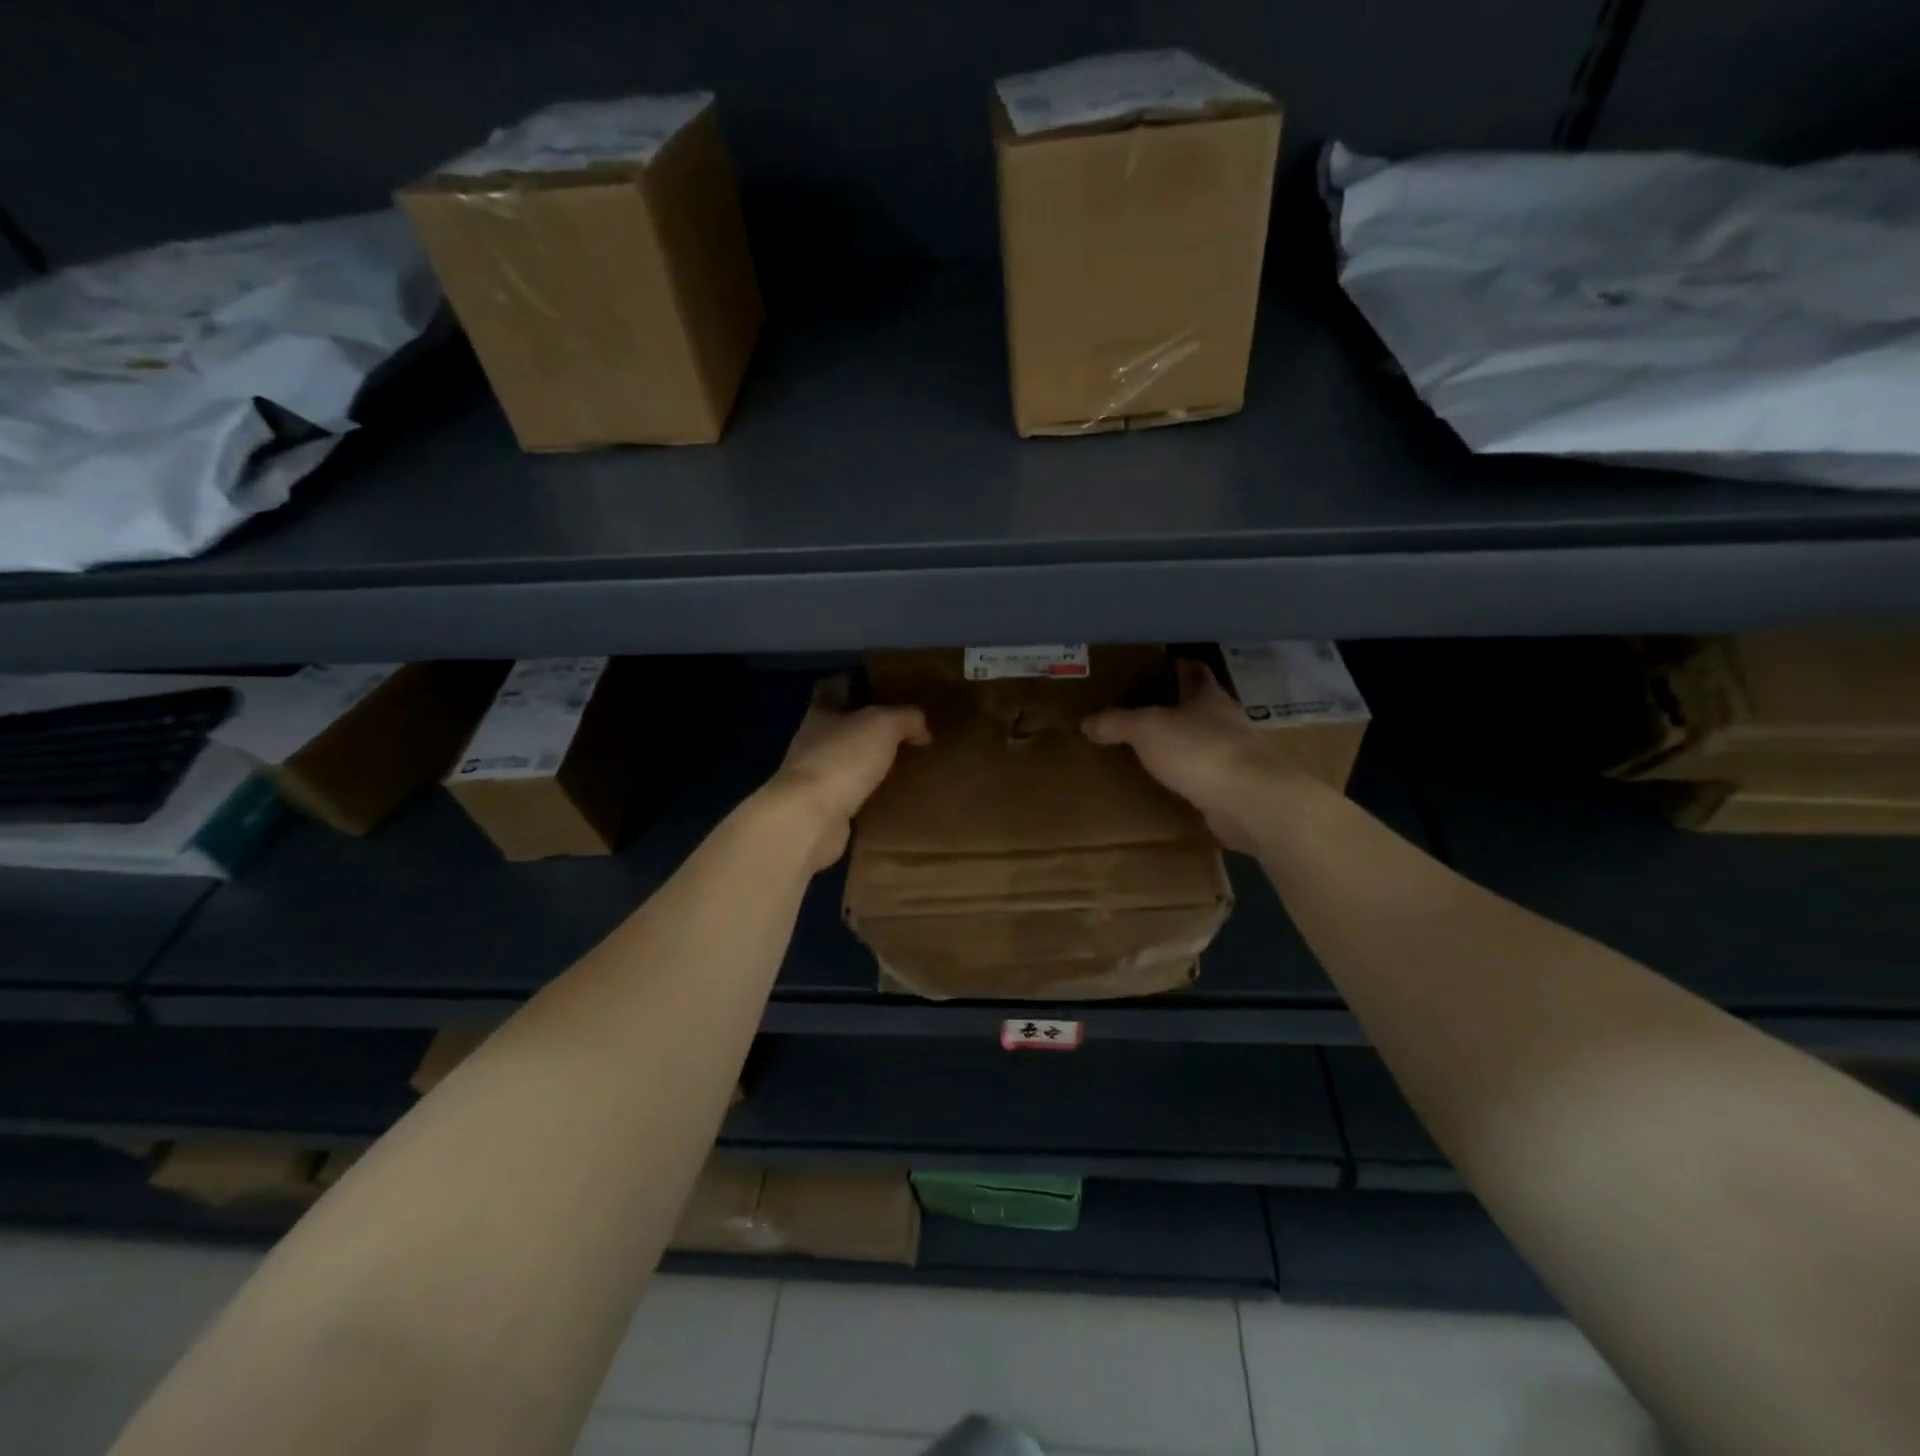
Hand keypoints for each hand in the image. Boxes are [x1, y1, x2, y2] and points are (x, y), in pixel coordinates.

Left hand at [765, 676, 929, 870]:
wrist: (811, 817)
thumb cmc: (842, 759)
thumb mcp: (883, 725)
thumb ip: (905, 718)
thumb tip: (922, 728)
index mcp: (820, 713)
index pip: (834, 689)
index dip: (856, 685)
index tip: (884, 689)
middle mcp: (813, 742)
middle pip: (841, 727)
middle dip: (868, 728)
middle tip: (904, 730)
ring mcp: (815, 777)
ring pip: (847, 762)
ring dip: (869, 763)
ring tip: (903, 764)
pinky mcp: (822, 808)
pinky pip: (851, 795)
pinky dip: (868, 794)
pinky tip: (892, 796)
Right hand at [1083, 659, 1294, 852]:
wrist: (1250, 801)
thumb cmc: (1199, 750)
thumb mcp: (1147, 728)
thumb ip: (1116, 722)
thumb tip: (1087, 722)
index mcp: (1209, 696)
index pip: (1193, 670)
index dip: (1175, 665)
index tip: (1156, 665)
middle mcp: (1226, 721)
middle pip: (1199, 706)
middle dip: (1175, 706)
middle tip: (1141, 708)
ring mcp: (1234, 755)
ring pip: (1203, 740)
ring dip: (1182, 742)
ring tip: (1150, 747)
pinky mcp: (1235, 787)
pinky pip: (1204, 775)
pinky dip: (1188, 775)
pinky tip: (1168, 782)